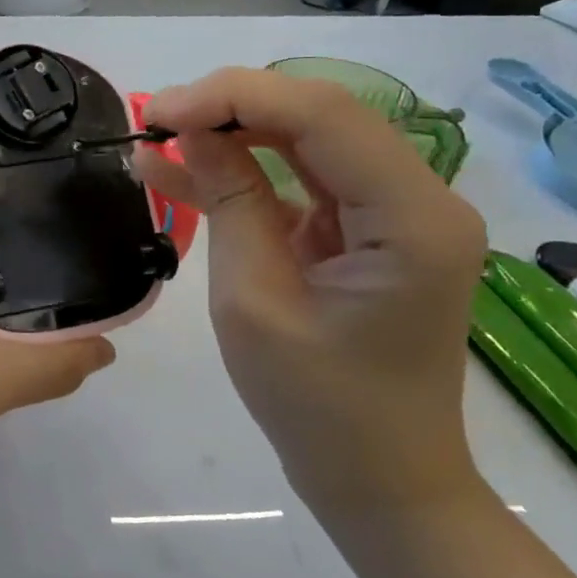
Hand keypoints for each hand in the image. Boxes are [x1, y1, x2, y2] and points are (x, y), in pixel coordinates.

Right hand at [134, 69, 487, 521]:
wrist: (378, 480)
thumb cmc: (316, 407)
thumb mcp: (253, 300)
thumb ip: (229, 200)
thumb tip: (191, 130)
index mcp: (412, 219)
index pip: (323, 114)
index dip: (235, 96)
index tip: (160, 111)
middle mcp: (422, 199)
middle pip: (320, 117)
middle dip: (232, 108)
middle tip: (154, 121)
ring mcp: (399, 214)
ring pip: (308, 142)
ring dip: (234, 135)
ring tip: (158, 139)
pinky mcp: (371, 232)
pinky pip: (305, 182)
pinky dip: (248, 174)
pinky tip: (184, 172)